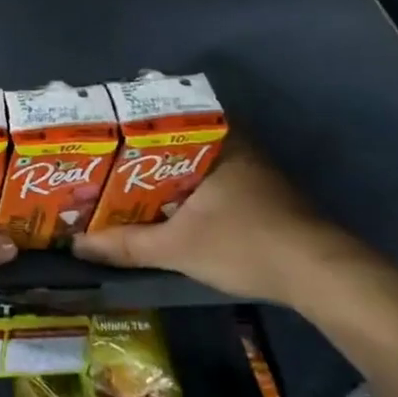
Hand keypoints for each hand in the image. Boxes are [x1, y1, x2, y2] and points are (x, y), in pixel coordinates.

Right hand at [71, 138, 366, 304]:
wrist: (321, 276)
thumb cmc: (245, 244)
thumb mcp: (176, 248)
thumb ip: (125, 244)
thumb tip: (76, 245)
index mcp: (216, 143)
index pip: (162, 120)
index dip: (127, 129)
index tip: (99, 138)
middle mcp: (235, 147)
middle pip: (174, 143)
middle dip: (139, 156)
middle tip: (102, 166)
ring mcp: (251, 171)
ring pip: (192, 165)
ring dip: (162, 176)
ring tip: (121, 187)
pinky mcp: (260, 196)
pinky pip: (208, 182)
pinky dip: (183, 192)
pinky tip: (161, 208)